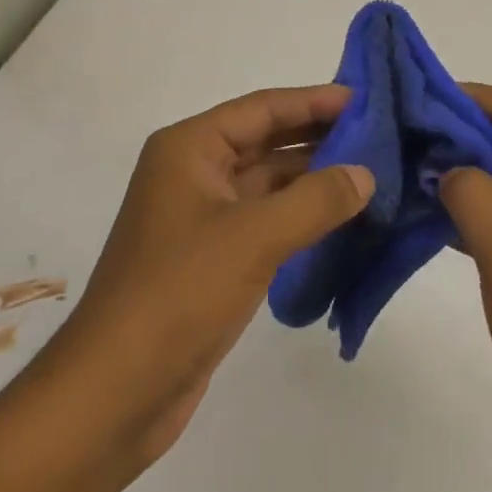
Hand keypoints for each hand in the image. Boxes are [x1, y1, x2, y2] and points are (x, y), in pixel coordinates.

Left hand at [32, 84, 373, 482]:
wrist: (114, 394)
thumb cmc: (178, 294)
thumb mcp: (253, 237)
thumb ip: (315, 199)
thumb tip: (365, 174)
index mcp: (190, 148)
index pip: (262, 108)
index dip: (313, 100)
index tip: (364, 97)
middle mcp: (194, 172)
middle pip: (266, 141)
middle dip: (318, 136)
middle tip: (377, 132)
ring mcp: (203, 217)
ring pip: (269, 182)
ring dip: (314, 177)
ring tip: (371, 171)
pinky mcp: (213, 257)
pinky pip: (267, 220)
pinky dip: (302, 215)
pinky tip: (341, 216)